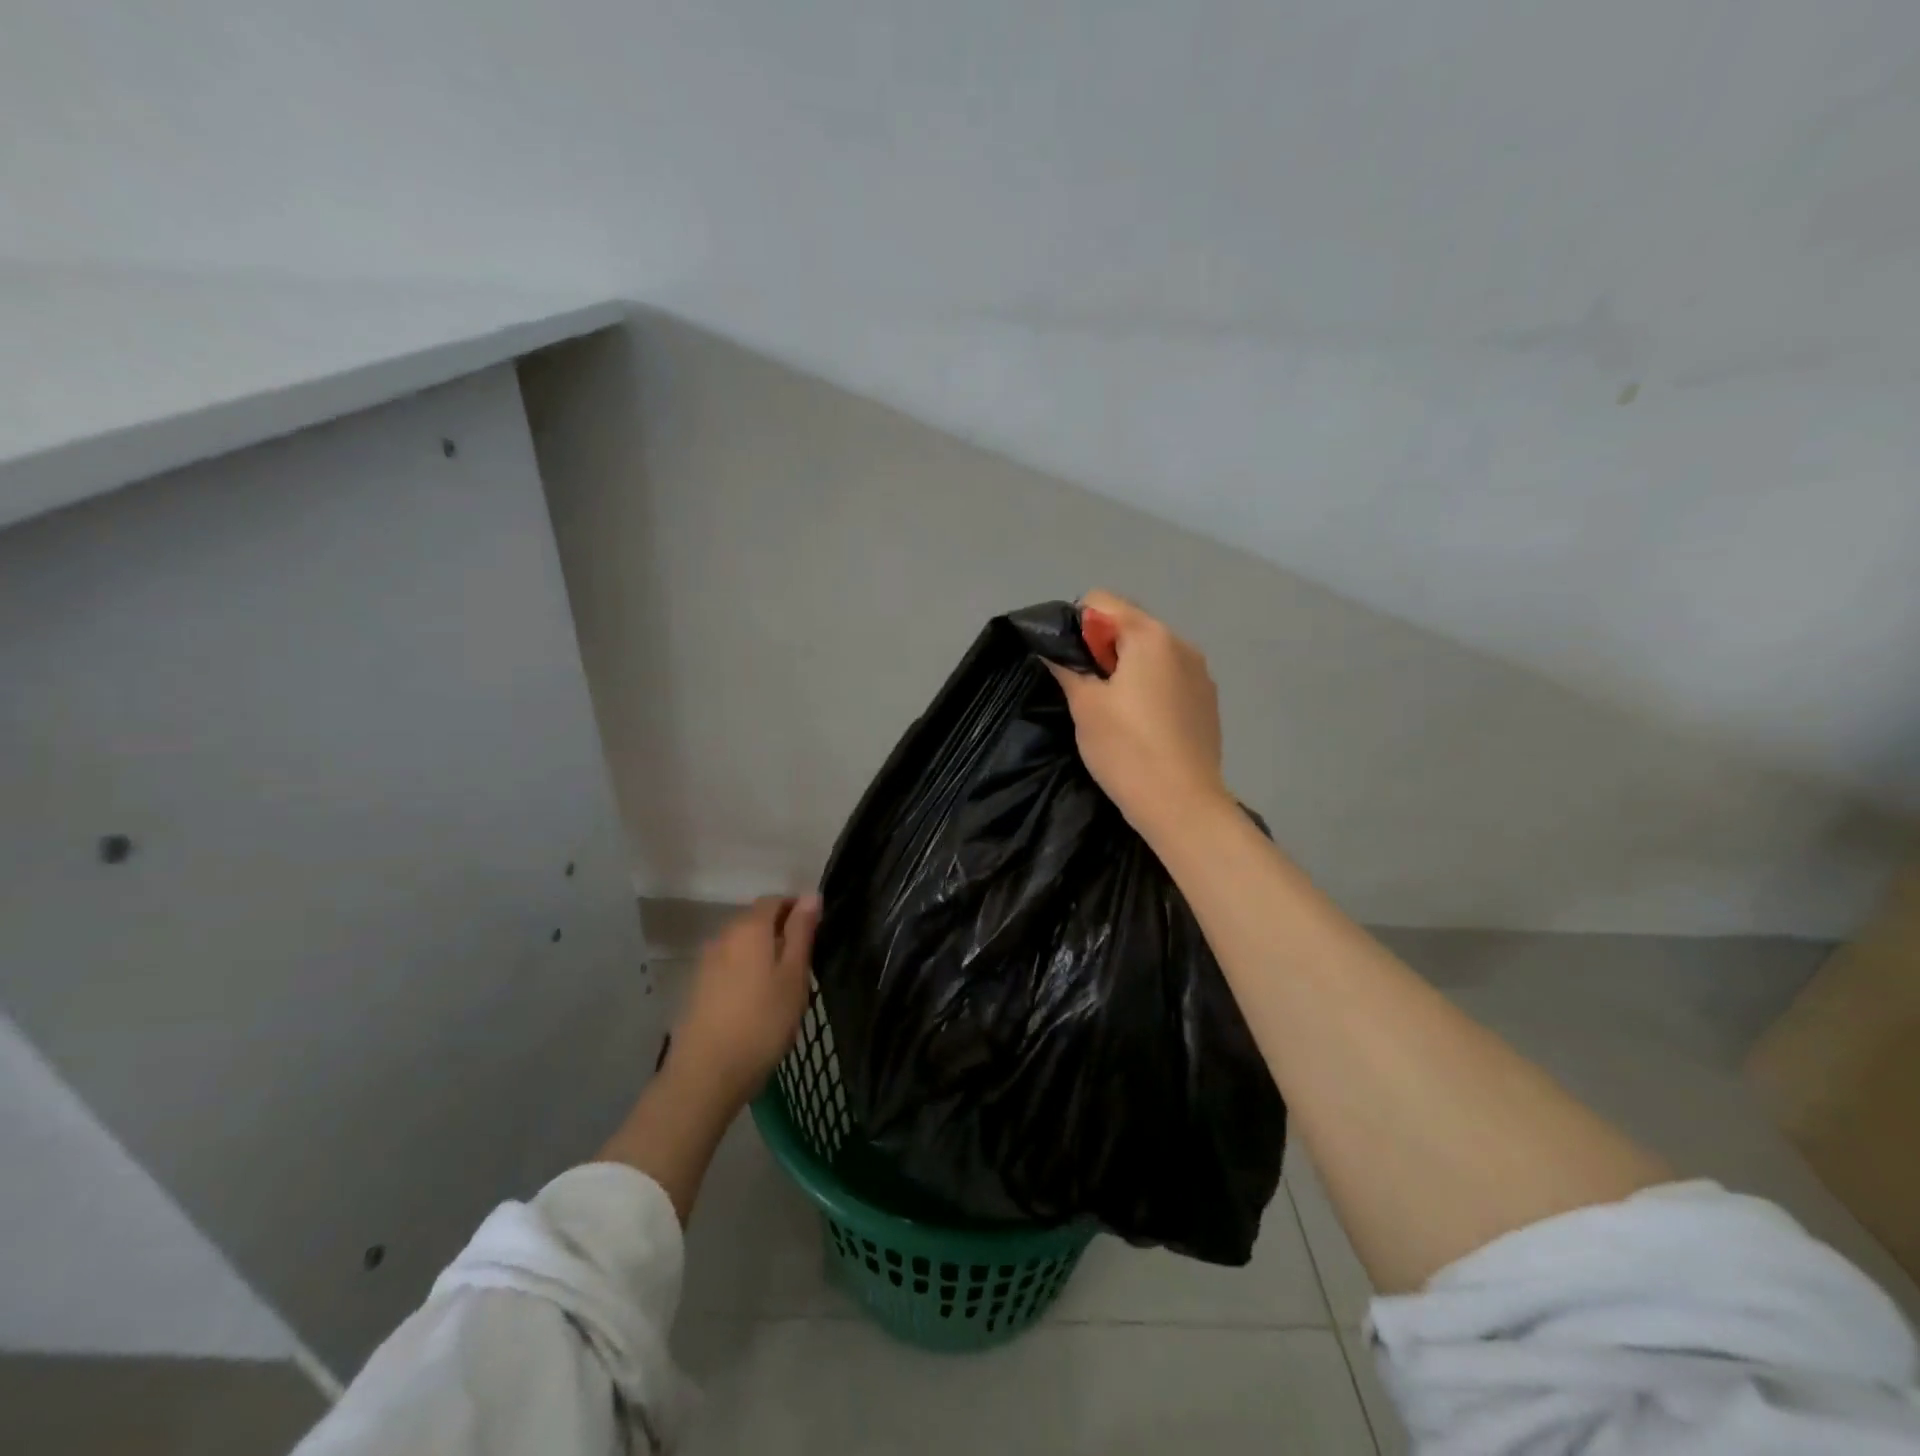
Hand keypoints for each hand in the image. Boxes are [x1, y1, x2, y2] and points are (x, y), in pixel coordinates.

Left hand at [668, 895, 819, 1107]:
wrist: (706, 1073)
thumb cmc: (762, 1021)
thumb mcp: (794, 975)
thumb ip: (802, 932)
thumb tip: (811, 895)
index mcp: (750, 926)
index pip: (776, 900)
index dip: (798, 909)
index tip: (817, 934)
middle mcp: (724, 935)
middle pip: (757, 921)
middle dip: (781, 932)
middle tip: (804, 964)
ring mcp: (706, 961)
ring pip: (742, 945)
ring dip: (763, 954)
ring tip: (782, 987)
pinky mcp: (697, 987)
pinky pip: (729, 966)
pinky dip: (745, 973)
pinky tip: (756, 1002)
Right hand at [1046, 589, 1230, 839]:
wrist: (1182, 804)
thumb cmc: (1126, 749)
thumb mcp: (1085, 706)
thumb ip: (1067, 667)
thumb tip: (1051, 647)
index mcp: (1151, 636)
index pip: (1102, 601)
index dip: (1077, 626)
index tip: (1071, 665)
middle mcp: (1182, 644)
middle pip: (1130, 624)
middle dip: (1103, 648)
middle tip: (1089, 692)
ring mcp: (1200, 673)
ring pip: (1151, 653)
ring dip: (1128, 668)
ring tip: (1116, 712)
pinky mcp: (1207, 701)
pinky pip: (1170, 677)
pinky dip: (1151, 688)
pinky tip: (1143, 725)